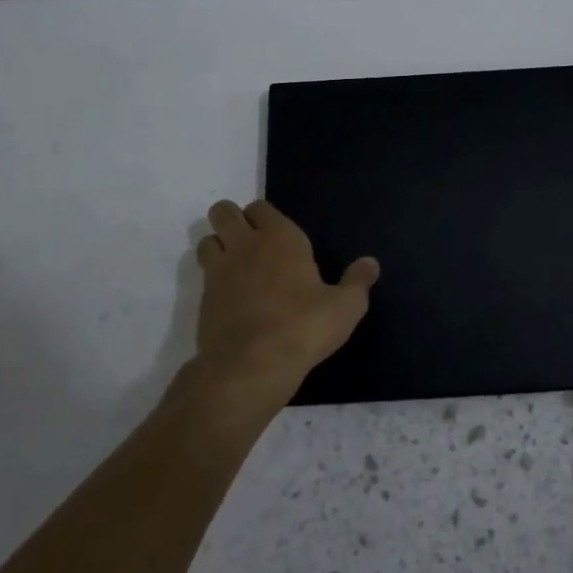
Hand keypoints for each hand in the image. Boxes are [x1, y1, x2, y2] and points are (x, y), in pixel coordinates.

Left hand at [188, 199, 378, 406]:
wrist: (252, 365)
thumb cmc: (304, 326)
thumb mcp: (345, 307)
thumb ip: (357, 282)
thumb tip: (370, 263)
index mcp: (280, 237)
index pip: (261, 207)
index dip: (265, 216)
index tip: (278, 234)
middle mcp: (245, 245)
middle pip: (223, 212)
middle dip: (232, 220)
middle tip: (252, 243)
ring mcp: (219, 271)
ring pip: (207, 240)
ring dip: (218, 246)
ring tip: (237, 266)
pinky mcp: (202, 300)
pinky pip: (203, 276)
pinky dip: (214, 279)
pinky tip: (231, 298)